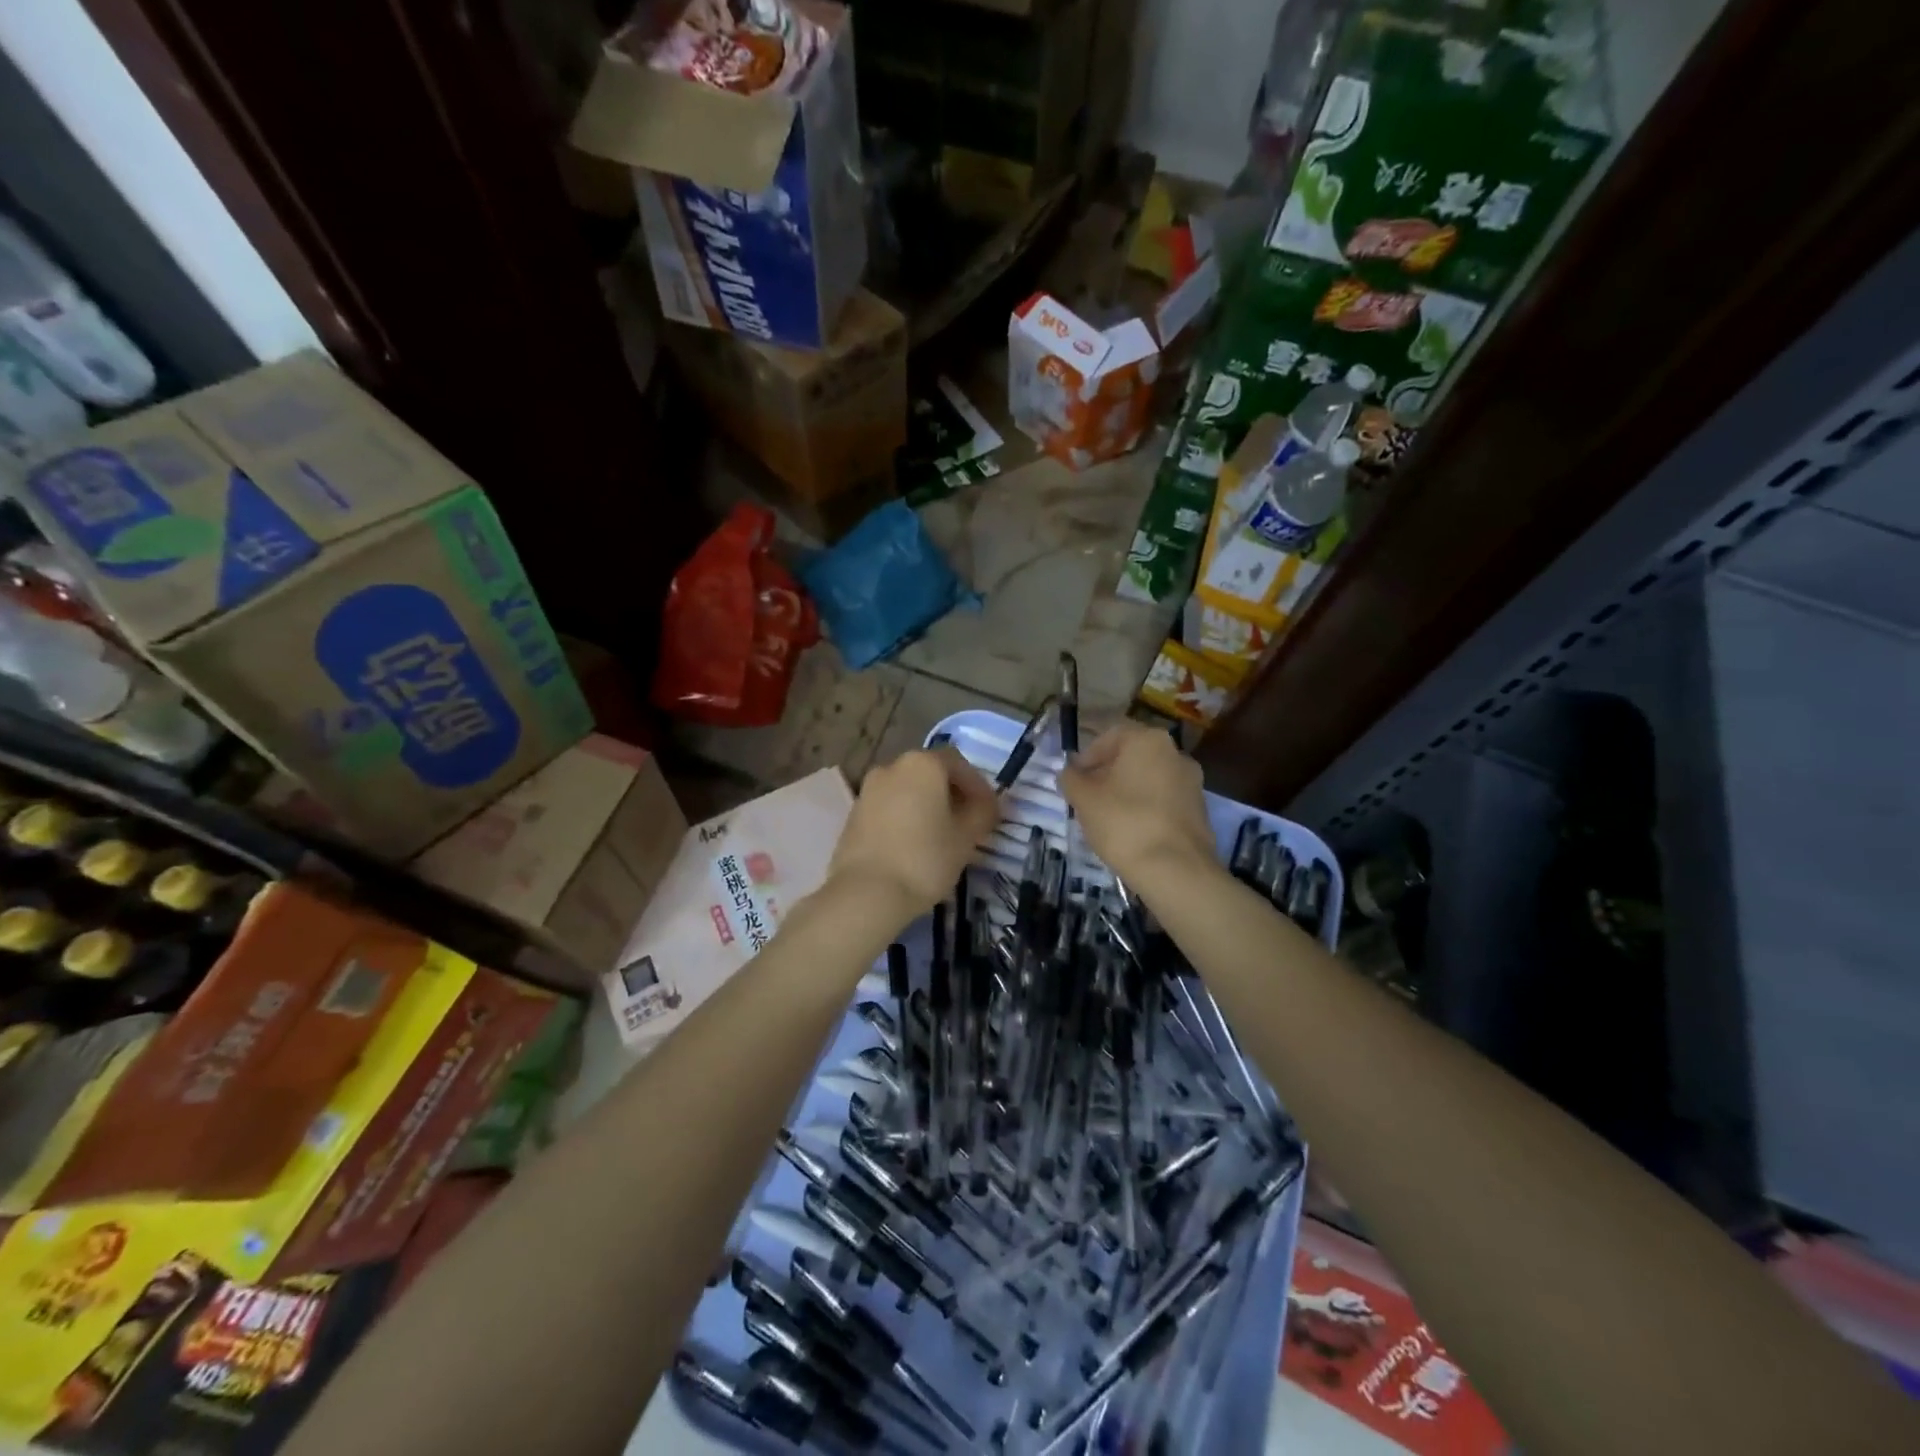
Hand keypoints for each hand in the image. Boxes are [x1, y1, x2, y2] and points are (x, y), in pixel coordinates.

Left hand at [829, 747, 998, 926]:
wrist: (866, 893)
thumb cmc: (925, 859)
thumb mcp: (966, 837)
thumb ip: (983, 813)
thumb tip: (989, 803)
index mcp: (922, 764)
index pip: (958, 763)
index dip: (977, 785)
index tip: (988, 811)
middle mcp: (892, 767)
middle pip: (930, 773)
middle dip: (951, 794)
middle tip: (967, 823)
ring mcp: (868, 790)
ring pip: (907, 790)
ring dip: (926, 806)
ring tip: (940, 837)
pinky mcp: (853, 815)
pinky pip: (888, 808)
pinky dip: (904, 818)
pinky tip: (913, 846)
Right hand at [1057, 723, 1214, 884]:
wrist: (1176, 870)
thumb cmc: (1124, 823)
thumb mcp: (1084, 799)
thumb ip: (1071, 779)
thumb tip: (1070, 773)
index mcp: (1148, 740)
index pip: (1110, 736)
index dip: (1087, 756)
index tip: (1074, 779)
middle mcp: (1175, 752)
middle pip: (1132, 756)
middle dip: (1107, 774)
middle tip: (1087, 798)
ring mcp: (1192, 782)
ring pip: (1149, 778)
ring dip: (1127, 791)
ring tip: (1107, 818)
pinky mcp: (1199, 810)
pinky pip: (1164, 800)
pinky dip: (1146, 808)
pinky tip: (1132, 832)